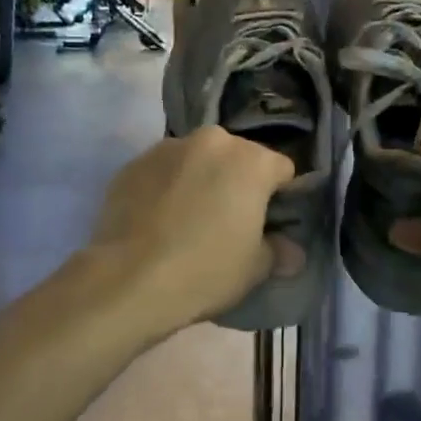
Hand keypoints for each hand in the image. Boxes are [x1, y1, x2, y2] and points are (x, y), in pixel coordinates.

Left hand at [88, 127, 298, 338]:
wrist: (128, 279)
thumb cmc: (205, 270)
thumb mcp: (254, 269)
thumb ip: (278, 252)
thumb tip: (292, 253)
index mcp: (250, 160)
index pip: (282, 169)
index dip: (281, 196)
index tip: (271, 222)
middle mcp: (211, 141)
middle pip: (237, 158)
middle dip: (237, 182)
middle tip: (229, 221)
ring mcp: (167, 148)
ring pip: (197, 160)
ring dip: (200, 180)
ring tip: (188, 220)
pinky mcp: (132, 163)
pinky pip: (162, 172)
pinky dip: (166, 187)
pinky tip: (158, 220)